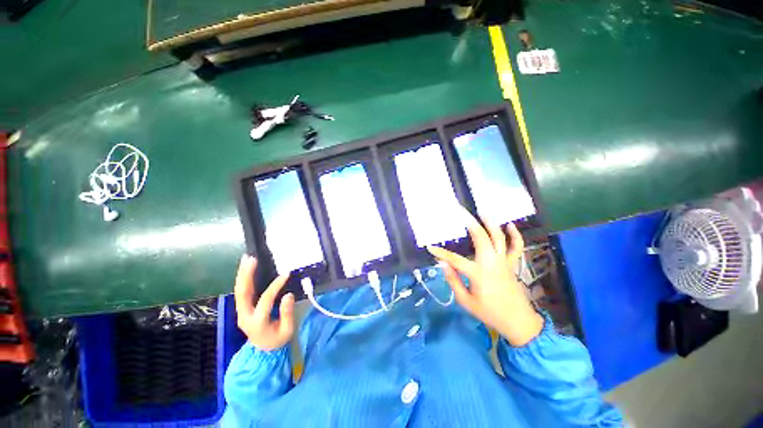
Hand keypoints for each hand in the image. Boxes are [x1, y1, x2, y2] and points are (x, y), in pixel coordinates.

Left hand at [234, 255, 294, 350]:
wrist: (263, 351)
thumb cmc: (277, 340)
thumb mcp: (287, 330)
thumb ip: (287, 313)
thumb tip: (288, 295)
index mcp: (257, 323)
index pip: (265, 300)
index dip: (275, 286)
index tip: (286, 274)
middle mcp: (245, 316)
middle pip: (243, 293)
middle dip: (246, 275)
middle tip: (251, 259)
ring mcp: (241, 312)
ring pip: (239, 290)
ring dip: (242, 274)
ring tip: (246, 259)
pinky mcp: (242, 308)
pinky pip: (241, 292)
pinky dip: (243, 279)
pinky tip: (246, 269)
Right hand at [427, 211, 542, 346]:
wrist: (518, 322)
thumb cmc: (489, 313)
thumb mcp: (466, 301)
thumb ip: (453, 281)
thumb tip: (443, 264)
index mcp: (478, 273)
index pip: (454, 259)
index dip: (440, 253)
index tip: (430, 247)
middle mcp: (491, 262)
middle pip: (481, 237)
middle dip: (470, 223)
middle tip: (461, 212)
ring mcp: (503, 261)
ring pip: (499, 237)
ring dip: (491, 223)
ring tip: (482, 213)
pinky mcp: (511, 264)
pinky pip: (516, 247)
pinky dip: (515, 235)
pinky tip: (510, 225)